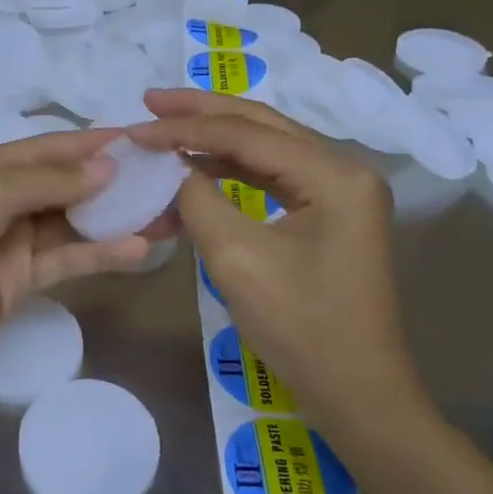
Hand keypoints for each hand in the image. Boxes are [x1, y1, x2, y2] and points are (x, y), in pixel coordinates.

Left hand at [0, 130, 152, 387]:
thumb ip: (50, 180)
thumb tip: (108, 168)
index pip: (53, 147)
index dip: (97, 142)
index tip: (145, 139)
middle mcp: (4, 198)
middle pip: (70, 184)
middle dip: (117, 181)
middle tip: (171, 179)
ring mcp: (13, 242)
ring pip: (76, 223)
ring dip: (118, 218)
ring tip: (171, 214)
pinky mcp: (21, 281)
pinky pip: (69, 261)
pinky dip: (101, 254)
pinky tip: (140, 248)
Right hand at [128, 89, 429, 440]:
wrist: (357, 393)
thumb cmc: (302, 328)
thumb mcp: (237, 259)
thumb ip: (198, 200)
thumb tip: (171, 166)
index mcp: (334, 175)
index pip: (246, 135)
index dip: (185, 129)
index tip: (136, 128)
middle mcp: (344, 169)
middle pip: (261, 125)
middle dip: (202, 112)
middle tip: (150, 100)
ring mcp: (340, 191)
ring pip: (266, 146)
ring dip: (214, 137)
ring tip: (165, 125)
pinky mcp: (329, 212)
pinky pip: (272, 176)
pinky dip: (230, 169)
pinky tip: (196, 165)